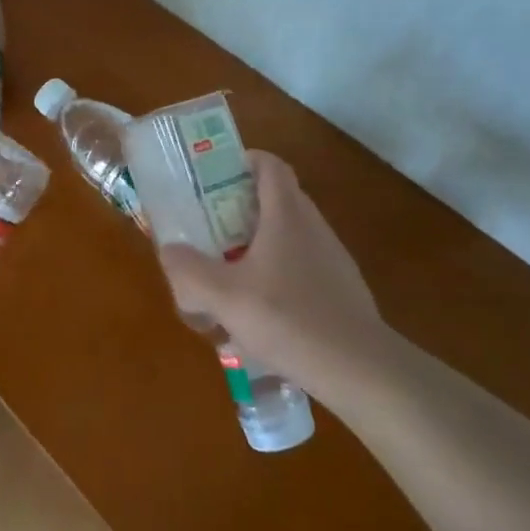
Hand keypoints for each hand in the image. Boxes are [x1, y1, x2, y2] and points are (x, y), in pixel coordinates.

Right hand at [158, 152, 387, 402]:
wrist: (359, 369)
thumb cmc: (289, 319)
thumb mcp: (224, 296)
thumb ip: (189, 270)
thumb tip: (170, 250)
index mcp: (286, 214)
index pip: (270, 165)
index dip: (243, 161)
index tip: (215, 176)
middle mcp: (313, 226)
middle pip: (276, 198)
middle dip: (241, 207)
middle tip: (210, 227)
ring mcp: (332, 258)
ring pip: (289, 235)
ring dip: (258, 244)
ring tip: (230, 274)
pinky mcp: (341, 289)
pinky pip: (302, 266)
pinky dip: (278, 274)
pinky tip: (261, 312)